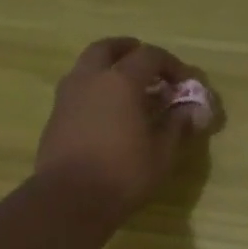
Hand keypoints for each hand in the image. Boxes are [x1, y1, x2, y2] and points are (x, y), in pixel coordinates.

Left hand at [36, 37, 214, 221]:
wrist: (70, 199)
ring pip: (87, 66)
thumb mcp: (162, 153)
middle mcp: (90, 79)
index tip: (184, 81)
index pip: (150, 56)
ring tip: (125, 88)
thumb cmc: (123, 174)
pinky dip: (94, 89)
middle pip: (108, 48)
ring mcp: (67, 96)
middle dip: (129, 50)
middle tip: (145, 63)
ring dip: (107, 68)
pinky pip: (77, 89)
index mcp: (121, 81)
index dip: (171, 65)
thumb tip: (192, 111)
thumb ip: (177, 125)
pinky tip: (106, 112)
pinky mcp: (55, 116)